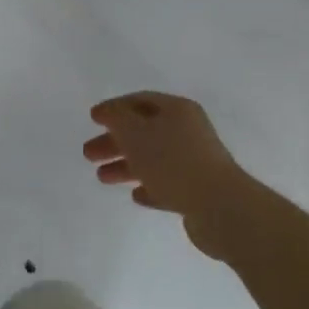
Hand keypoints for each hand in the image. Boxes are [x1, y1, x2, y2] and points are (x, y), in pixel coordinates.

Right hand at [83, 91, 243, 222]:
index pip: (139, 101)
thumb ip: (116, 118)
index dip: (114, 108)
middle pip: (144, 131)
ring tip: (102, 178)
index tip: (92, 118)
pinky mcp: (198, 191)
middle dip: (114, 141)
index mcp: (177, 110)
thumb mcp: (135, 132)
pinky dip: (149, 187)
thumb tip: (109, 111)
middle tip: (88, 153)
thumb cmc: (172, 161)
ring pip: (153, 159)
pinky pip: (167, 184)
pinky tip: (135, 195)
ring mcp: (195, 162)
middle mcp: (188, 131)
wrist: (219, 207)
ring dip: (126, 166)